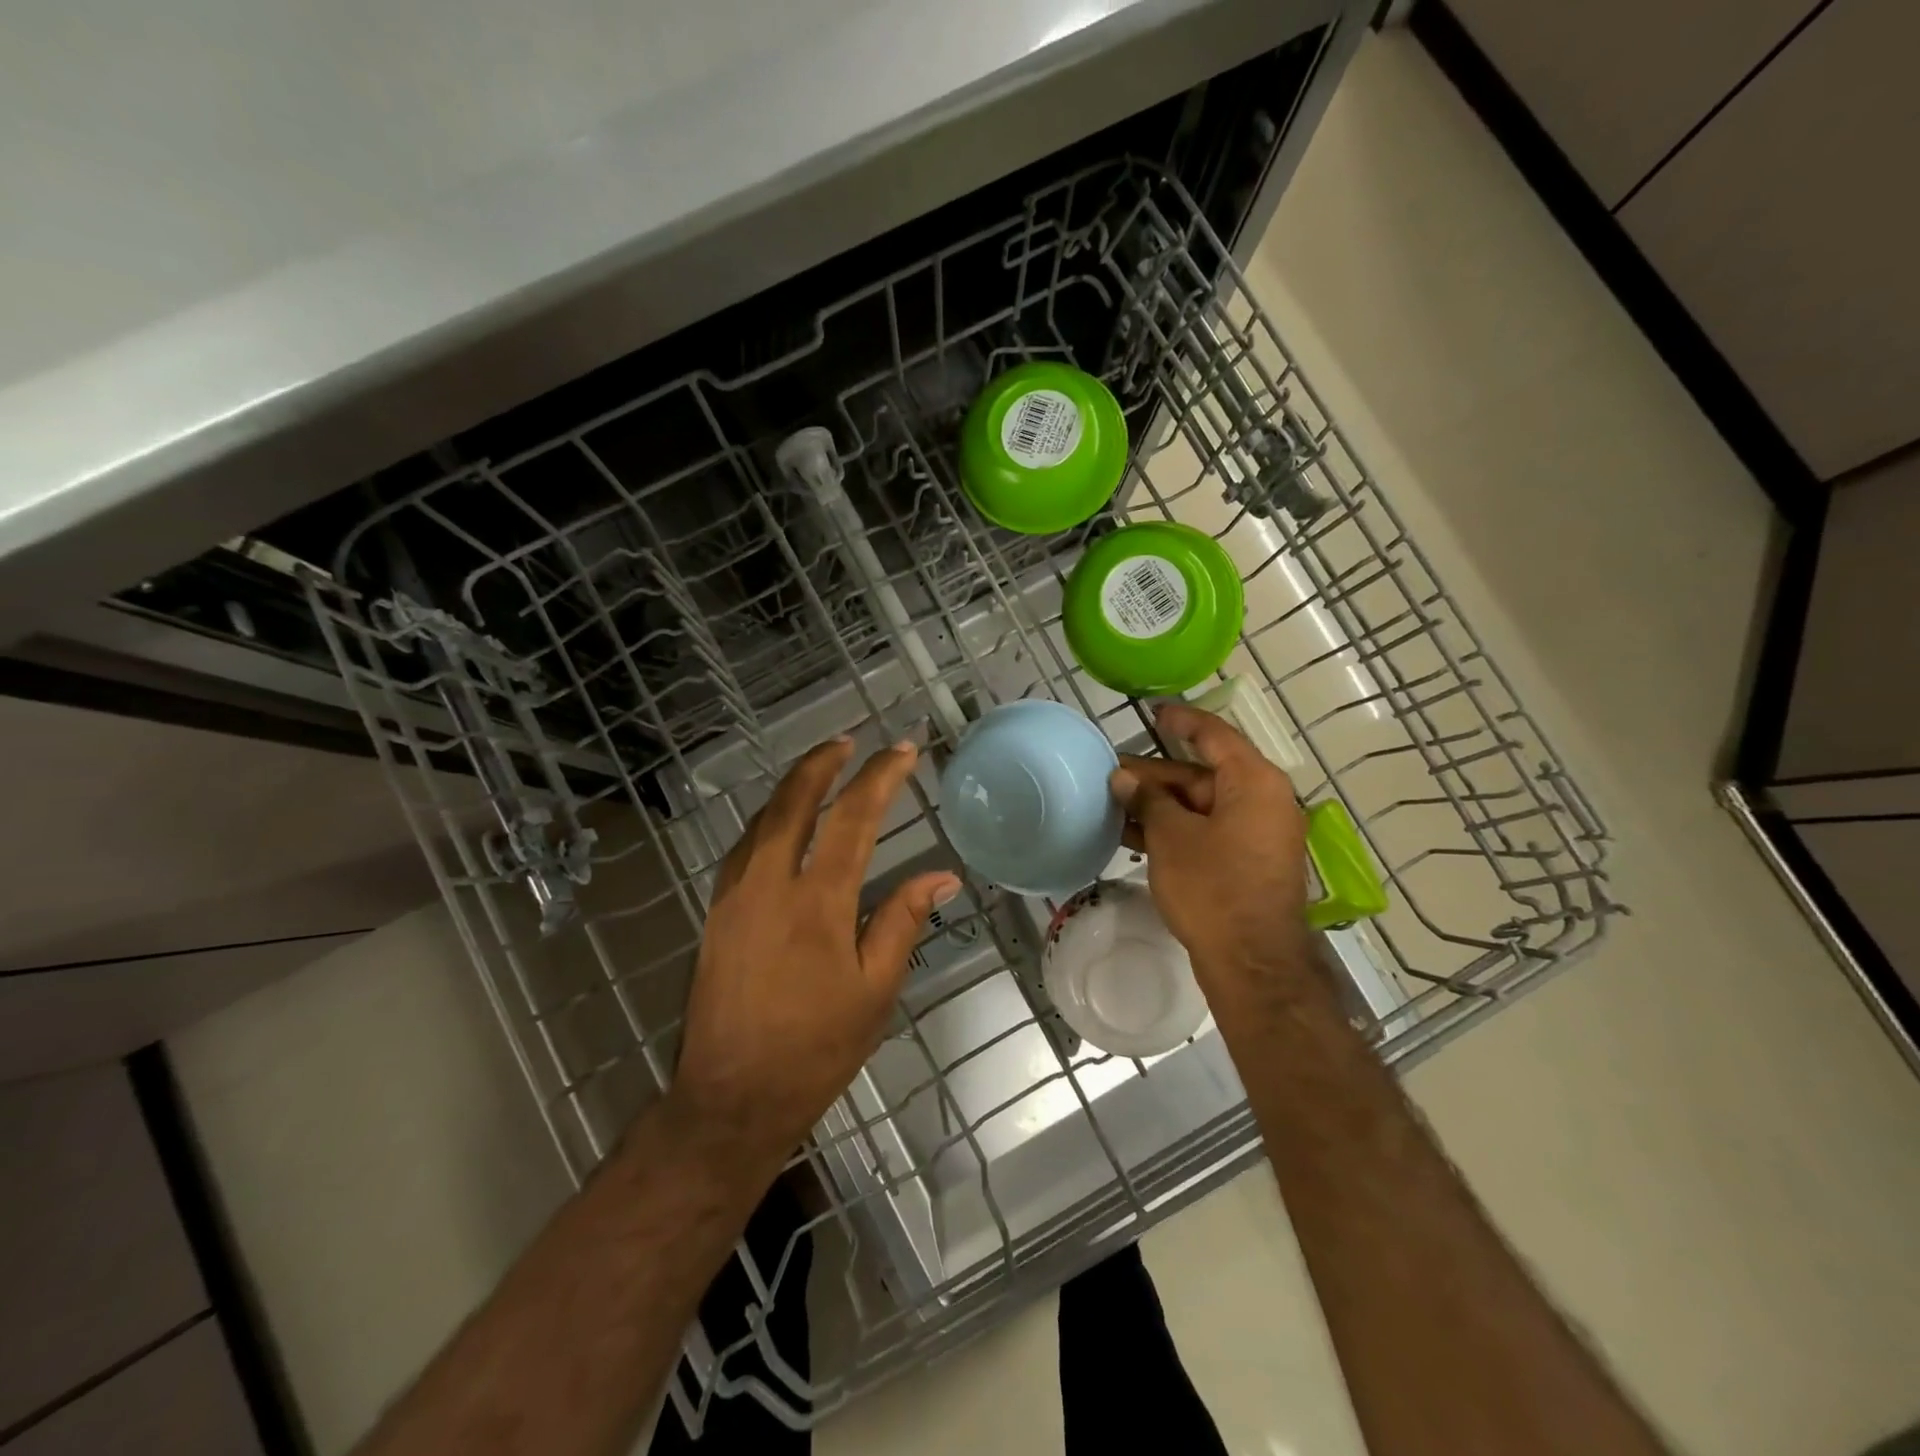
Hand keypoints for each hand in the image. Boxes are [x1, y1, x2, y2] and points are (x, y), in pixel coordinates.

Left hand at [669, 737, 958, 1175]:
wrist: (732, 1097)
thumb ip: (903, 921)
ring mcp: (735, 896)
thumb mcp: (875, 989)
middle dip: (822, 763)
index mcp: (818, 901)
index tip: (902, 752)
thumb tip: (942, 875)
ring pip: (762, 820)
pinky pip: (743, 847)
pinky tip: (780, 823)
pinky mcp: (715, 913)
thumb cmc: (816, 1046)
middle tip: (847, 740)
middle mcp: (770, 884)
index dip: (880, 777)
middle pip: (794, 801)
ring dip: (791, 787)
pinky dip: (767, 820)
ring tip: (818, 770)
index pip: (854, 818)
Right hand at [1109, 702, 1312, 1011]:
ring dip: (1161, 805)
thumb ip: (1148, 799)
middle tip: (1112, 776)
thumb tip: (1124, 778)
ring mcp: (1259, 834)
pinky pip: (1210, 830)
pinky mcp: (1250, 862)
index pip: (1213, 735)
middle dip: (1156, 775)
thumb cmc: (1212, 888)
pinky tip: (1137, 835)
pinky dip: (1177, 829)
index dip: (1180, 720)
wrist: (1252, 963)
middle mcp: (1264, 800)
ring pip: (1203, 805)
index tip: (1151, 711)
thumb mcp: (1171, 837)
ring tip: (1115, 805)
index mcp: (1253, 782)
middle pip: (1203, 774)